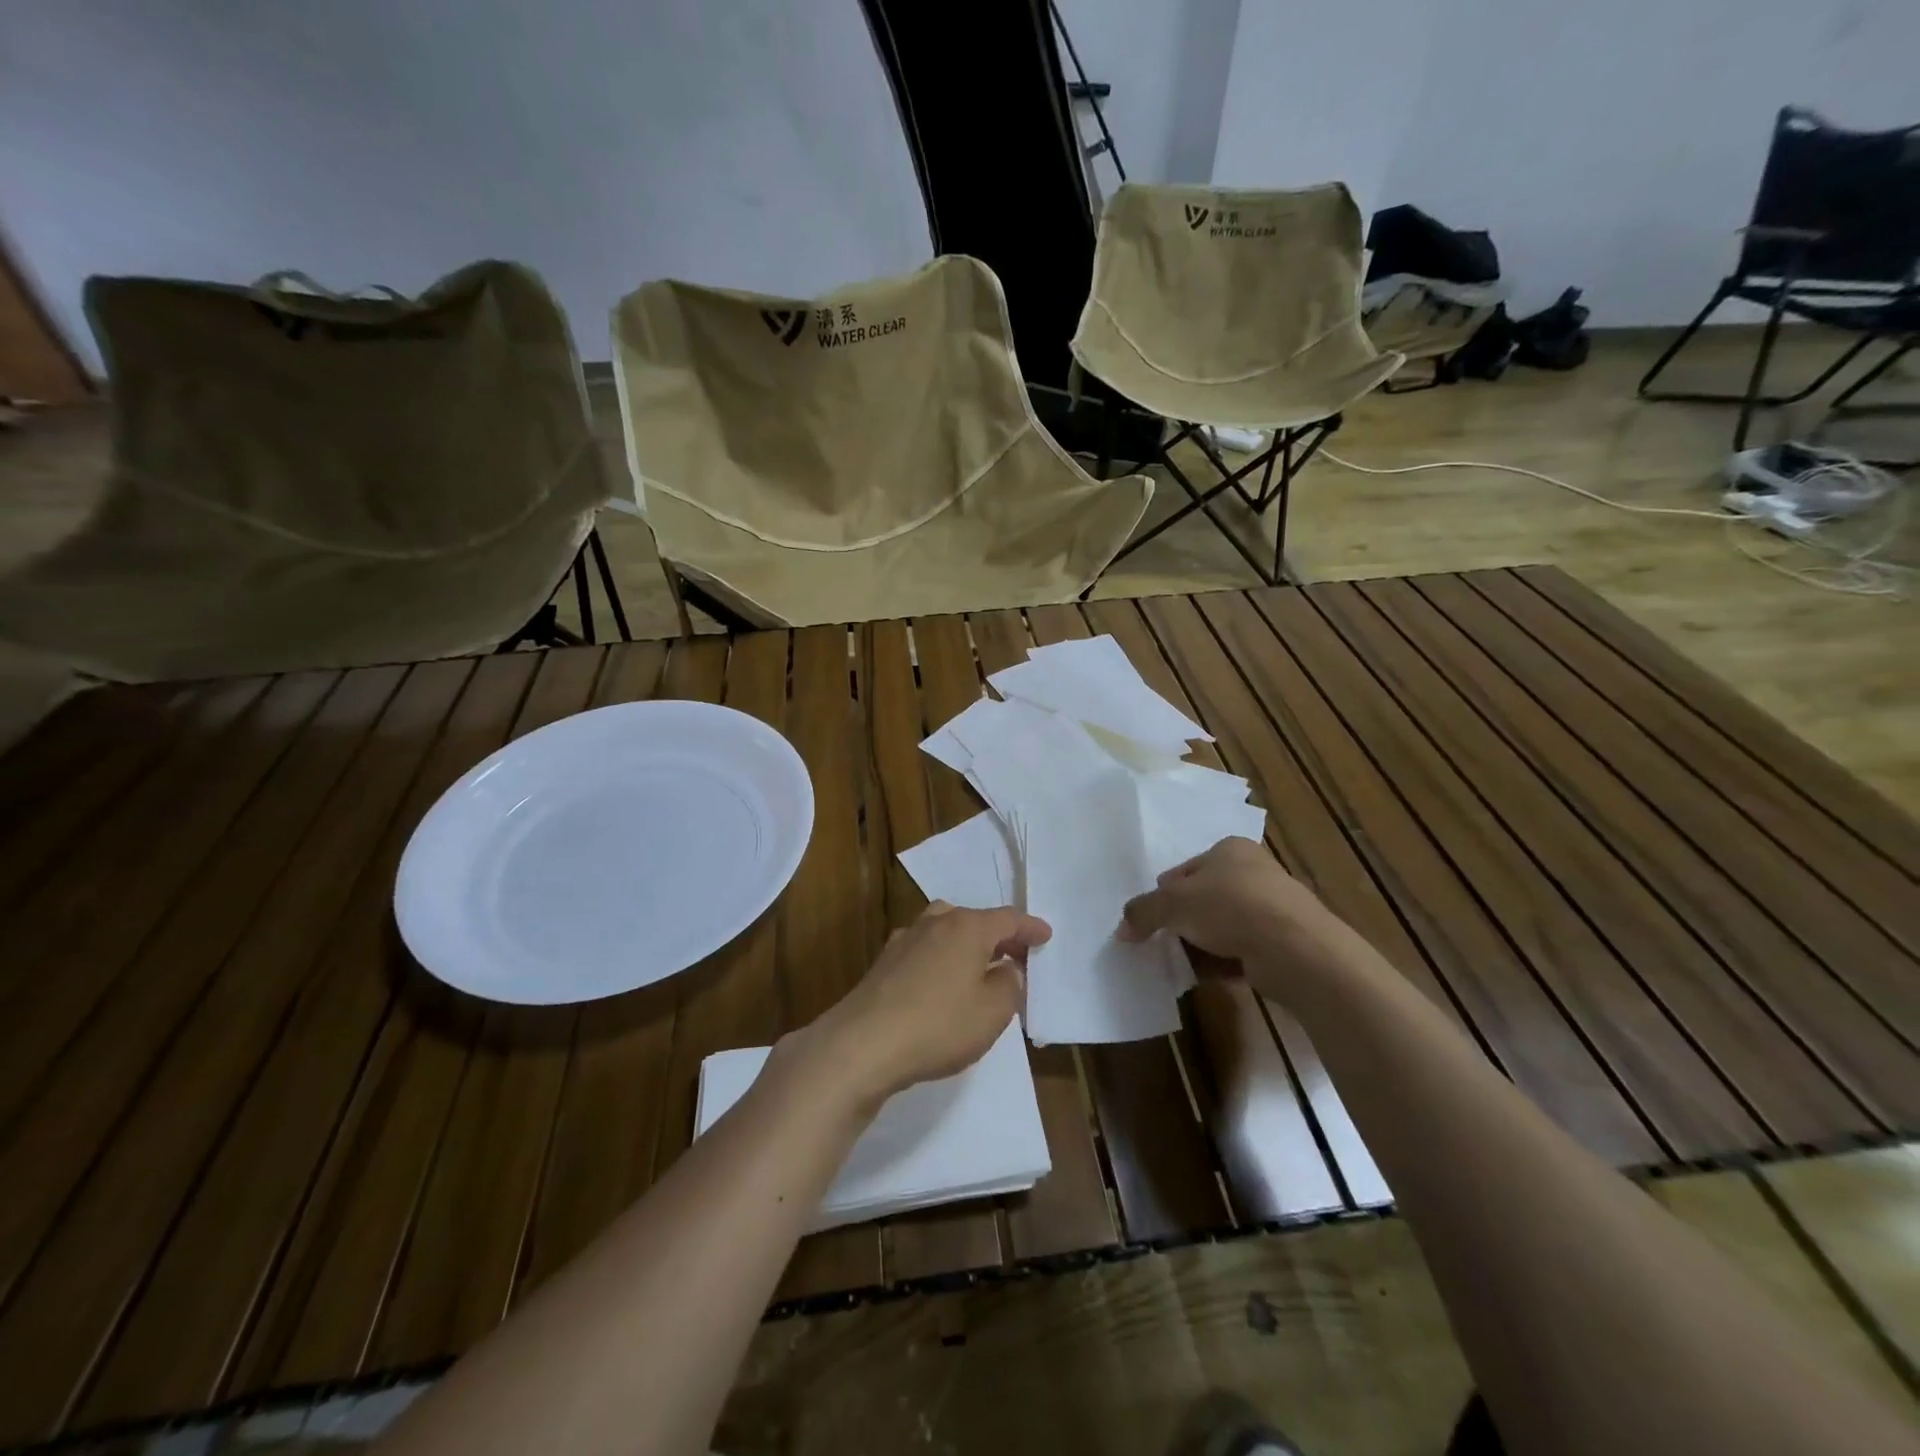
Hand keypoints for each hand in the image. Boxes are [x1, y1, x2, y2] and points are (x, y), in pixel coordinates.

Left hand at [796, 903, 1050, 1110]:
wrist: (862, 1044)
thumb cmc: (938, 1025)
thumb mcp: (992, 1012)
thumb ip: (1010, 985)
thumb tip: (1007, 968)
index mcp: (966, 927)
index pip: (1007, 919)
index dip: (1029, 928)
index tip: (1045, 936)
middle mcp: (935, 923)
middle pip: (974, 919)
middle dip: (998, 935)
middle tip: (1016, 955)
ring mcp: (905, 940)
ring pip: (945, 929)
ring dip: (966, 943)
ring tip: (980, 965)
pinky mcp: (884, 963)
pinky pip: (925, 949)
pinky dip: (942, 957)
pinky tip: (942, 981)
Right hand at [1119, 836, 1344, 972]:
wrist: (1295, 949)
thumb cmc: (1230, 907)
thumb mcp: (1173, 903)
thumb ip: (1143, 912)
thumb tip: (1123, 929)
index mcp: (1229, 849)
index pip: (1185, 869)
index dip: (1164, 893)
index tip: (1151, 918)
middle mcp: (1253, 872)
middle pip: (1202, 898)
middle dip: (1181, 922)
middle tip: (1161, 942)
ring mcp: (1271, 908)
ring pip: (1221, 927)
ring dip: (1199, 945)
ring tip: (1180, 964)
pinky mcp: (1281, 942)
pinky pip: (1240, 950)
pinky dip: (1221, 963)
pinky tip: (1205, 977)